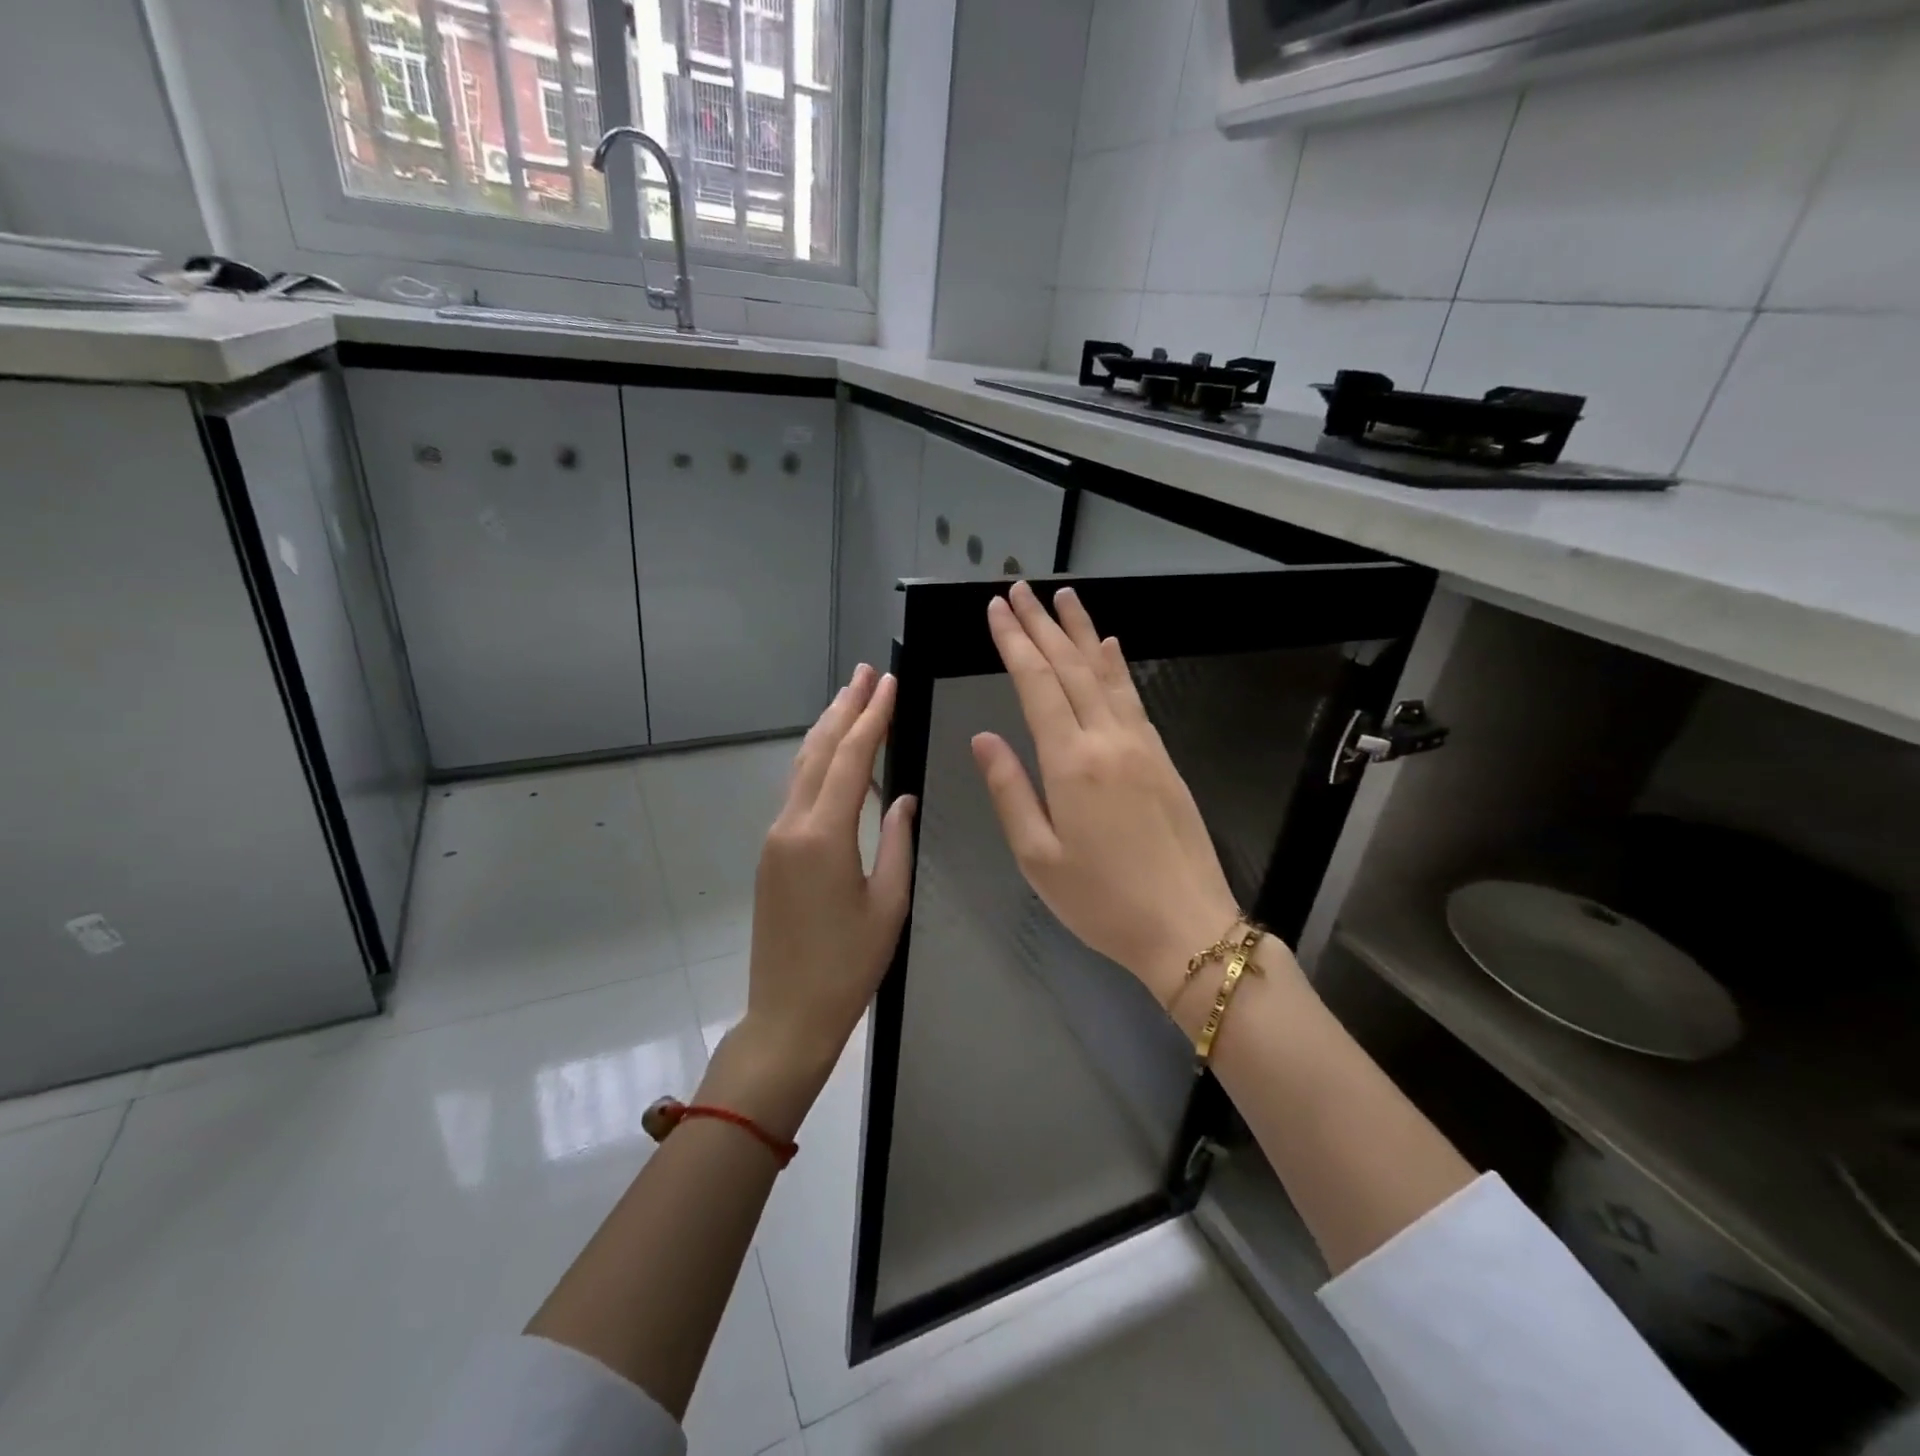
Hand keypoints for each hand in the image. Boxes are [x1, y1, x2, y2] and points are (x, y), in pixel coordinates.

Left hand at [719, 664, 916, 1135]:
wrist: (787, 1013)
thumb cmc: (848, 965)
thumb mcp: (888, 904)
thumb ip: (896, 841)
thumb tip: (901, 798)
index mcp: (824, 835)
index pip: (852, 759)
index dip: (872, 717)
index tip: (888, 683)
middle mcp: (792, 825)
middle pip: (820, 751)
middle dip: (844, 708)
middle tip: (865, 672)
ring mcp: (775, 838)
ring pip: (802, 768)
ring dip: (827, 729)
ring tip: (848, 697)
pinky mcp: (771, 853)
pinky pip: (796, 791)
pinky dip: (816, 761)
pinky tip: (830, 754)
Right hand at [970, 582, 1243, 1007]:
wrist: (1186, 926)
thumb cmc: (1101, 900)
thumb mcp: (1037, 857)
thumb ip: (1009, 790)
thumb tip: (982, 737)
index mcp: (1070, 762)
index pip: (1035, 684)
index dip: (1013, 642)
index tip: (996, 608)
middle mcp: (1108, 739)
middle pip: (1069, 666)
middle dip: (1041, 624)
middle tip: (1019, 588)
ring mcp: (1141, 744)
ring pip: (1105, 673)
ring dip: (1081, 631)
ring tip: (1062, 597)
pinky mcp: (1162, 756)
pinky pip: (1133, 696)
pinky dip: (1115, 666)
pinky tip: (1108, 646)